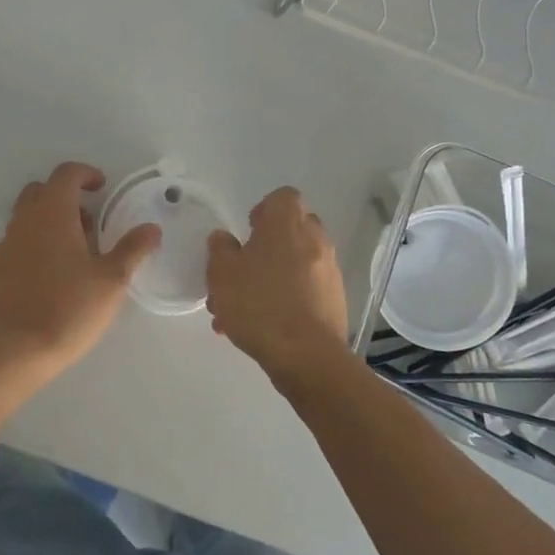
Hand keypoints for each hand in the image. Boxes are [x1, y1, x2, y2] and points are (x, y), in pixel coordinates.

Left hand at [0, 162, 161, 377]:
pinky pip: (11, 252)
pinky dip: (29, 254)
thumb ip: (133, 249)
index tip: (101, 188)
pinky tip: (42, 283)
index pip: (66, 174)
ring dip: (46, 227)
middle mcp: (23, 223)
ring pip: (23, 222)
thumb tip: (151, 228)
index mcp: (53, 214)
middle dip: (63, 198)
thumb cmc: (69, 309)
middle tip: (87, 224)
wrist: (14, 353)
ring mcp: (1, 248)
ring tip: (69, 258)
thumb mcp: (112, 280)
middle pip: (39, 192)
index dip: (85, 174)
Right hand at [206, 187, 349, 384]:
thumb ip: (220, 249)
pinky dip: (287, 299)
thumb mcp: (222, 273)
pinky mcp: (335, 301)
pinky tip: (262, 327)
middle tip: (243, 270)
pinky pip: (306, 290)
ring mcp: (329, 271)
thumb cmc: (260, 304)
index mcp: (287, 224)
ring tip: (242, 311)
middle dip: (268, 246)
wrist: (307, 356)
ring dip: (272, 278)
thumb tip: (224, 238)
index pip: (283, 197)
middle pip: (292, 229)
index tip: (248, 231)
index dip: (264, 209)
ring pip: (296, 264)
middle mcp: (314, 240)